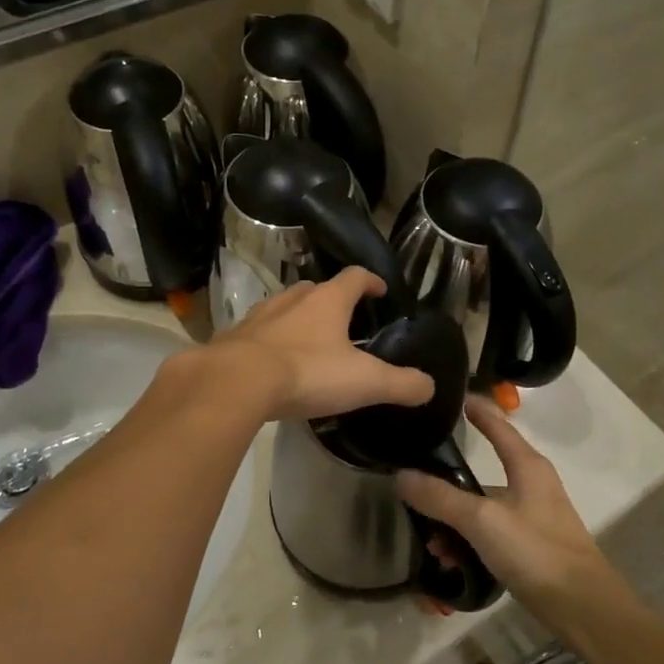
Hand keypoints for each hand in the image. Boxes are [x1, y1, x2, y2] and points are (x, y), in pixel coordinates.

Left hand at [204, 268, 435, 422]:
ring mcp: (261, 316)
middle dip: (332, 300)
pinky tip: (275, 362)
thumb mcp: (364, 382)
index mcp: (328, 301)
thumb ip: (400, 384)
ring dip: (299, 318)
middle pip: (317, 288)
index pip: (355, 277)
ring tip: (310, 341)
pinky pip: (260, 332)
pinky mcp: (235, 337)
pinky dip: (272, 340)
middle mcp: (293, 299)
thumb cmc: (307, 373)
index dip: (371, 281)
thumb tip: (428, 386)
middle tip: (345, 321)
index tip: (381, 291)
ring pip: (285, 307)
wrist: (236, 382)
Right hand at [397, 397, 611, 618]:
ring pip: (483, 507)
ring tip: (433, 544)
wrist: (584, 608)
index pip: (497, 425)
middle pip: (482, 472)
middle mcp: (532, 483)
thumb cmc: (536, 551)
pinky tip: (452, 561)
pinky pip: (490, 532)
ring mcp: (533, 515)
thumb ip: (441, 498)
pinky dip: (470, 541)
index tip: (453, 397)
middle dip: (447, 485)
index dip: (476, 410)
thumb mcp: (482, 521)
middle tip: (415, 489)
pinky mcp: (532, 545)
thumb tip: (401, 475)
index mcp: (527, 465)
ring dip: (455, 522)